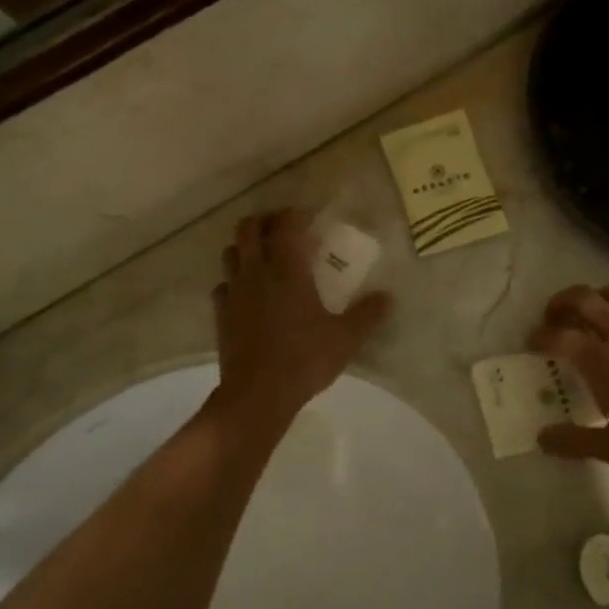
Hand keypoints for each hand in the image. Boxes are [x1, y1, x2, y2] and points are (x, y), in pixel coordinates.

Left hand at [211, 210, 389, 425]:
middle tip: (283, 229)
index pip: (285, 225)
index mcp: (287, 270)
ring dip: (245, 247)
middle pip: (248, 228)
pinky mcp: (221, 314)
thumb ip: (368, 314)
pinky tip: (246, 294)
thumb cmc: (304, 360)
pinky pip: (222, 285)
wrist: (257, 394)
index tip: (309, 218)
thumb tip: (388, 296)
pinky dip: (233, 281)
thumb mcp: (346, 338)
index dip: (295, 214)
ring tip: (263, 257)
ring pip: (230, 253)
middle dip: (265, 221)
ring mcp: (234, 292)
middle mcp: (256, 273)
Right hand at [530, 284, 608, 484]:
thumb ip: (573, 441)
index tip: (533, 343)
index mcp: (601, 362)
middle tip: (556, 317)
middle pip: (584, 298)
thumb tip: (541, 438)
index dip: (539, 336)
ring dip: (599, 299)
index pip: (558, 336)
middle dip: (562, 302)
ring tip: (597, 315)